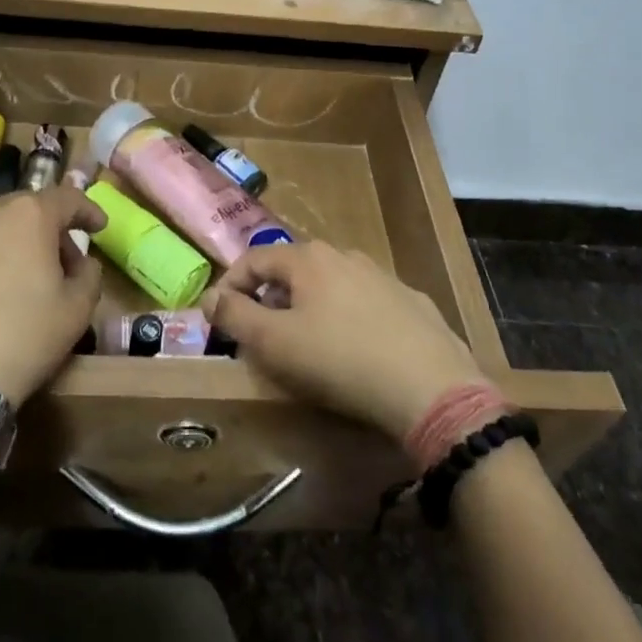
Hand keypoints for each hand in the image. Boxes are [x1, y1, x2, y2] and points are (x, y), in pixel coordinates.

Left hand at [0, 185, 105, 403]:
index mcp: (27, 216)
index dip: (88, 210)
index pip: (67, 198)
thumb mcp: (78, 310)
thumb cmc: (24, 337)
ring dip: (10, 247)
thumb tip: (81, 264)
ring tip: (18, 282)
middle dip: (47, 230)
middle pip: (25, 210)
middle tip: (61, 261)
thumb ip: (89, 274)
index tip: (99, 227)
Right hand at [202, 243, 489, 440]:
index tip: (219, 319)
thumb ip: (235, 316)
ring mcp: (382, 276)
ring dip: (310, 308)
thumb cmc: (340, 360)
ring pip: (331, 285)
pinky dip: (348, 319)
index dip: (229, 286)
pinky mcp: (410, 301)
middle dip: (270, 299)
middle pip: (292, 271)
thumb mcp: (274, 343)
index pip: (253, 259)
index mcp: (307, 259)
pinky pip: (365, 304)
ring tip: (308, 346)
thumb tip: (211, 296)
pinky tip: (356, 351)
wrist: (431, 386)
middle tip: (262, 337)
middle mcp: (344, 255)